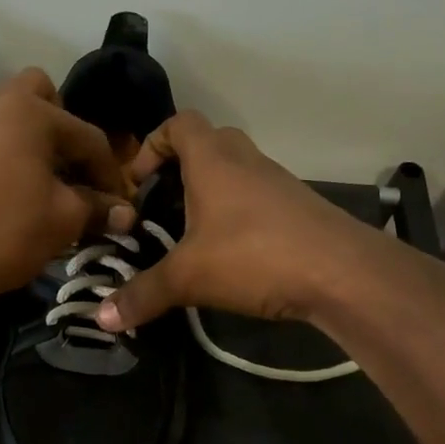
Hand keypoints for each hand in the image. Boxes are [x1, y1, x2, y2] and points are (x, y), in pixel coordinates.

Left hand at [0, 69, 134, 309]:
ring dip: (31, 135)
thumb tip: (124, 213)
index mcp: (29, 111)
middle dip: (64, 127)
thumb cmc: (7, 232)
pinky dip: (2, 148)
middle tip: (72, 170)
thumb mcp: (64, 219)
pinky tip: (7, 185)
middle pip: (43, 96)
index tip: (119, 202)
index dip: (109, 172)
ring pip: (8, 111)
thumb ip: (98, 207)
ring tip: (41, 177)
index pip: (87, 136)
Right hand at [95, 112, 444, 333]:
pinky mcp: (298, 208)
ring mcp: (277, 182)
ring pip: (234, 172)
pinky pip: (256, 197)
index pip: (178, 124)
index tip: (137, 184)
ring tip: (190, 236)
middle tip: (160, 208)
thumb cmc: (255, 256)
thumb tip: (101, 319)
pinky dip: (237, 214)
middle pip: (208, 143)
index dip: (151, 145)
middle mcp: (246, 161)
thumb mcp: (189, 277)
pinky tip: (229, 254)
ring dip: (210, 193)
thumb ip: (142, 295)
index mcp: (213, 160)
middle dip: (179, 170)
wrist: (343, 273)